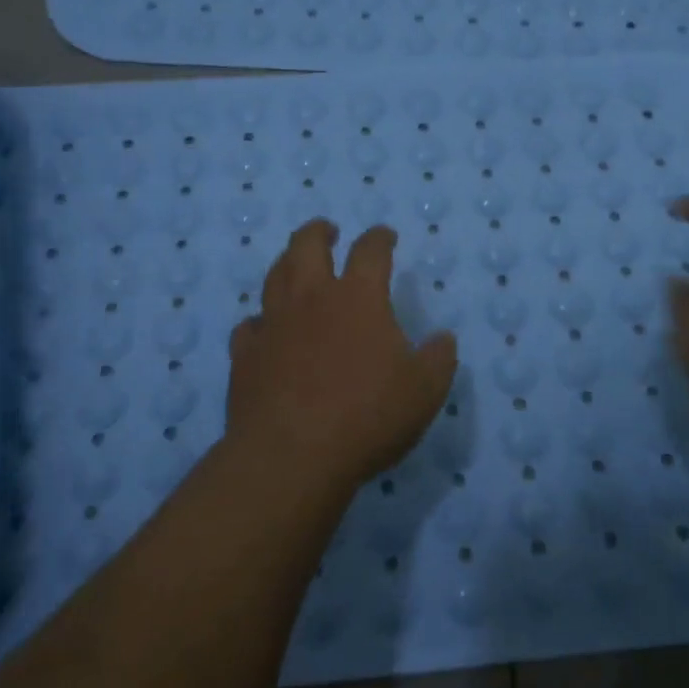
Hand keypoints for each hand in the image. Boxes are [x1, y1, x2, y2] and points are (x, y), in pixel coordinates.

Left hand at [226, 220, 458, 490]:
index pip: (370, 250)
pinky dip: (260, 321)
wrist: (292, 456)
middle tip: (328, 231)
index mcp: (358, 297)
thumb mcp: (425, 390)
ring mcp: (273, 324)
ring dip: (287, 263)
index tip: (385, 236)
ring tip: (295, 265)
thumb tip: (443, 339)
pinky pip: (249, 326)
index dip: (379, 238)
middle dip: (319, 232)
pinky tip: (265, 329)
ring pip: (274, 276)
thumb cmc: (367, 416)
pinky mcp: (245, 355)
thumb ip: (439, 359)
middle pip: (307, 245)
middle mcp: (311, 299)